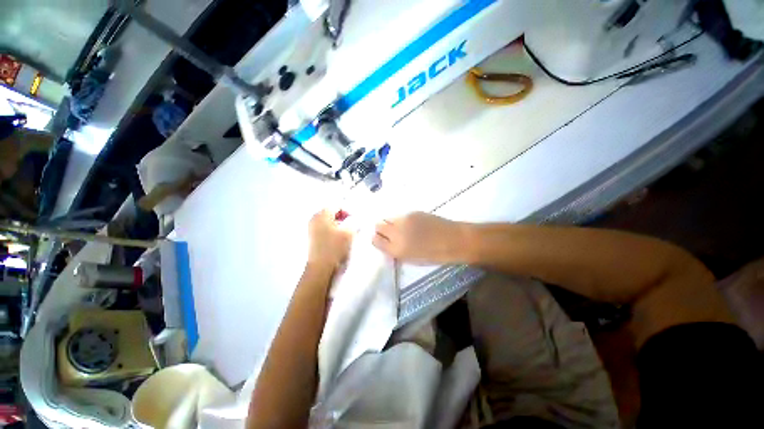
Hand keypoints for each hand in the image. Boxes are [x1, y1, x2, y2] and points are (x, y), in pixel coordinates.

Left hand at [308, 209, 352, 267]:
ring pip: (328, 220)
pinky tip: (339, 237)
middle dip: (343, 216)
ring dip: (339, 223)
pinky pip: (325, 227)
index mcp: (322, 215)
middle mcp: (314, 219)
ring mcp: (311, 228)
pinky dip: (333, 229)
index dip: (348, 209)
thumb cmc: (334, 248)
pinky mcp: (312, 237)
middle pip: (331, 212)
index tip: (356, 218)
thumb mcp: (348, 233)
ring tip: (348, 231)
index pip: (337, 205)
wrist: (321, 268)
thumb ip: (354, 222)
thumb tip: (356, 218)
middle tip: (353, 223)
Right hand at [372, 212, 465, 262]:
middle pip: (378, 225)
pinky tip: (413, 224)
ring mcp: (404, 220)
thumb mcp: (410, 258)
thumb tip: (387, 242)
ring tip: (402, 227)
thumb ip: (395, 250)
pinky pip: (400, 216)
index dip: (378, 239)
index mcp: (396, 250)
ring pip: (388, 218)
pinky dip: (402, 220)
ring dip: (391, 223)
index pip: (375, 240)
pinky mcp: (412, 212)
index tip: (383, 240)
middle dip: (381, 229)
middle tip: (390, 232)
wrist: (452, 240)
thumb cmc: (433, 255)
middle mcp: (396, 233)